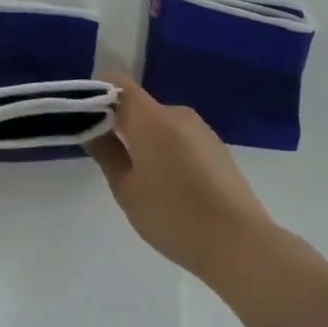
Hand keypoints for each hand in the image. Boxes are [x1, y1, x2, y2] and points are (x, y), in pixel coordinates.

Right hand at [87, 77, 276, 283]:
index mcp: (150, 117)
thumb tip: (93, 128)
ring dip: (146, 140)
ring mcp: (202, 130)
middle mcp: (177, 113)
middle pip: (139, 105)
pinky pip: (181, 138)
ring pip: (161, 123)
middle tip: (112, 160)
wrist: (241, 244)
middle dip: (121, 124)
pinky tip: (174, 188)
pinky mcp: (218, 148)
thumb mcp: (126, 189)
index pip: (117, 82)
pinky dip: (168, 151)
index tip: (86, 120)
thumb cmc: (173, 215)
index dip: (97, 93)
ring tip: (145, 182)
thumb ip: (106, 153)